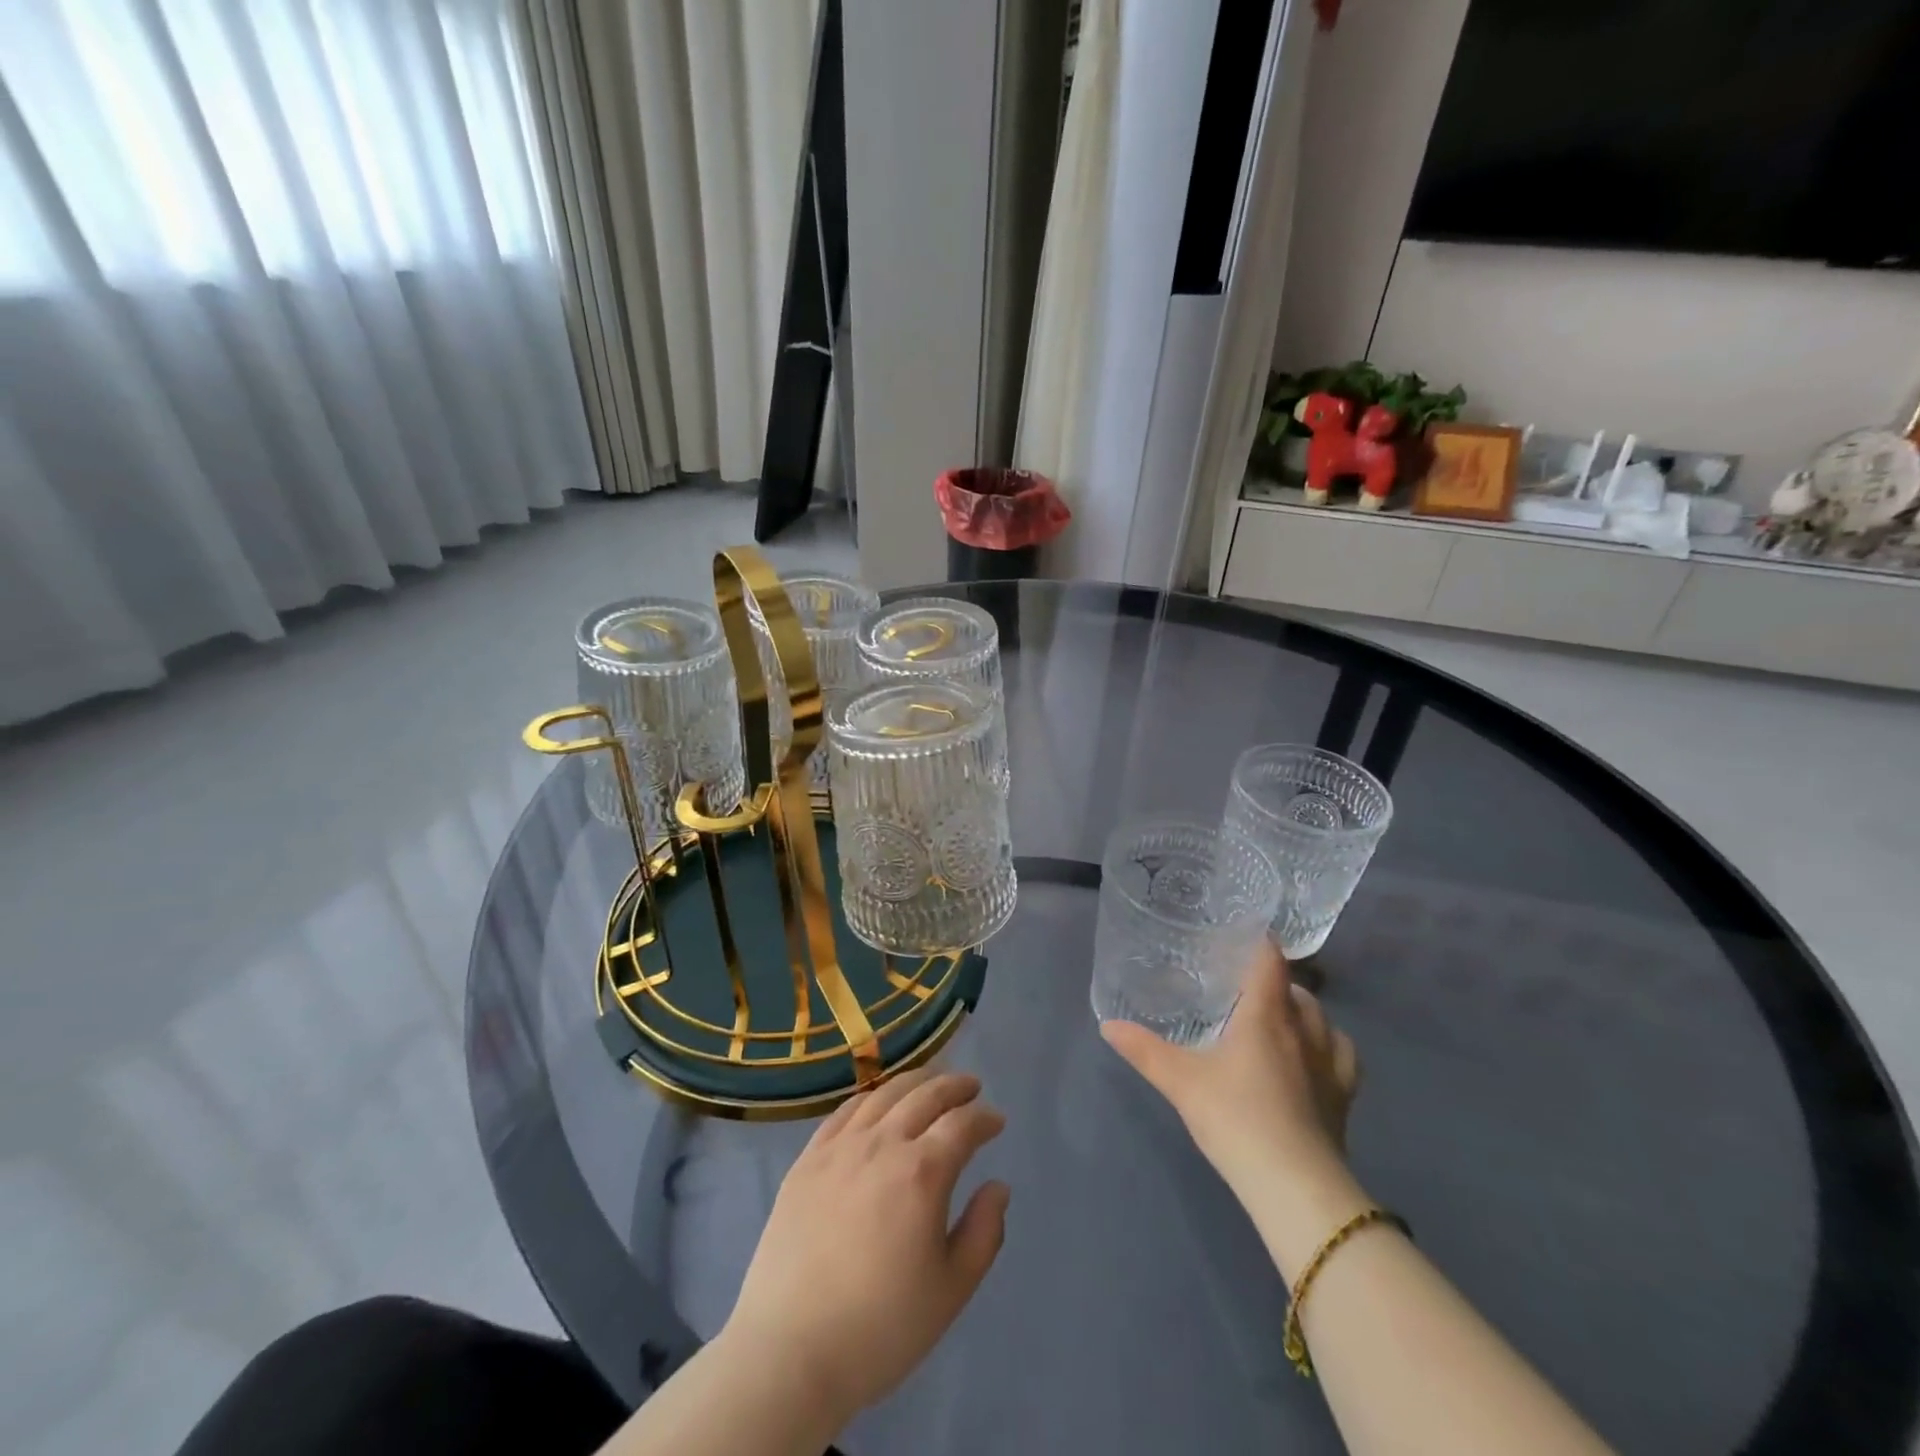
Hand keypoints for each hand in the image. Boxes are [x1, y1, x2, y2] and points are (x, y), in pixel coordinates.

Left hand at [720, 1070, 1009, 1429]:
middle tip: (971, 1086)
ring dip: (915, 1081)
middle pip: (925, 1095)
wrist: (790, 1351)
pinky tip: (878, 1102)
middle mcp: (883, 1144)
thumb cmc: (881, 1328)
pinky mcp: (808, 1159)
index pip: (962, 1124)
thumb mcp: (951, 1291)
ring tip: (930, 1082)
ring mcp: (840, 1147)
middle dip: (954, 1086)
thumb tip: (997, 1186)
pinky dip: (871, 1097)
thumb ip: (983, 1232)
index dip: (984, 1118)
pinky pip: (845, 1111)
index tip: (997, 1121)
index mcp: (922, 1172)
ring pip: (884, 1094)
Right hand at [1102, 942, 1367, 1274]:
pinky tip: (1315, 1056)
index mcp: (1265, 1016)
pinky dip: (1330, 1044)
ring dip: (1303, 1010)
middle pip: (1297, 989)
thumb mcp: (1180, 1082)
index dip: (1260, 943)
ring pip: (1324, 1019)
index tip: (1243, 934)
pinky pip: (1343, 1055)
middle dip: (1276, 982)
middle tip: (1246, 987)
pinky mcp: (1343, 1096)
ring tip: (1280, 1017)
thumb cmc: (1235, 1117)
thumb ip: (1144, 1050)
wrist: (1294, 1185)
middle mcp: (1302, 1030)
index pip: (1270, 962)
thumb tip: (1108, 1025)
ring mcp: (1328, 1064)